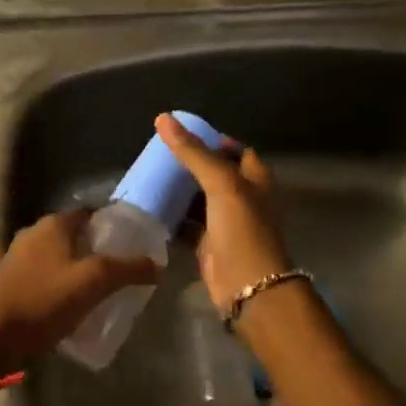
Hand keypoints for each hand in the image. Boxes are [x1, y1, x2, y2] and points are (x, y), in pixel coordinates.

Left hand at [0, 211, 157, 378]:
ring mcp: (18, 257)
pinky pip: (44, 275)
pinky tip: (70, 305)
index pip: (90, 213)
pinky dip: (59, 284)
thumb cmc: (44, 301)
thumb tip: (158, 264)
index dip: (112, 225)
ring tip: (99, 291)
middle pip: (74, 235)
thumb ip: (128, 270)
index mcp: (54, 224)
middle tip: (120, 271)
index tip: (132, 244)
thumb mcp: (93, 283)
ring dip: (77, 268)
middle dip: (96, 250)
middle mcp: (34, 233)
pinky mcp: (9, 281)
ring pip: (58, 256)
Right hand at [156, 113, 291, 312]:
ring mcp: (226, 221)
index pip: (234, 149)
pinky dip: (173, 216)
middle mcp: (243, 196)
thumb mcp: (220, 183)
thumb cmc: (242, 228)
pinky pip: (188, 223)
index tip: (183, 134)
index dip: (212, 140)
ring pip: (199, 198)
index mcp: (255, 178)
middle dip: (190, 164)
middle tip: (158, 154)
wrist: (247, 286)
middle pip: (214, 172)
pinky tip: (151, 206)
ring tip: (149, 175)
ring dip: (179, 190)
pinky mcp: (209, 243)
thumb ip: (192, 151)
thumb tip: (163, 118)